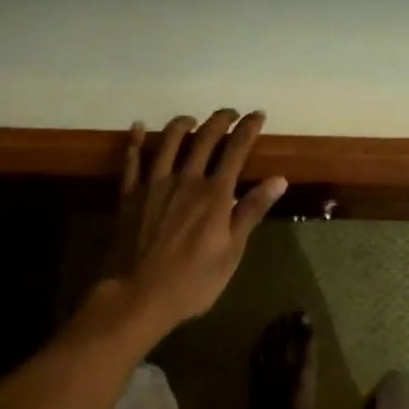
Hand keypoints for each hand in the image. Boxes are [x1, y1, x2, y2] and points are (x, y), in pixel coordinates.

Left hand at [99, 110, 287, 339]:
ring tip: (191, 118)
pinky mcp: (130, 195)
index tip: (257, 115)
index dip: (247, 130)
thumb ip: (251, 211)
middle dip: (219, 121)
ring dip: (182, 124)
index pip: (235, 151)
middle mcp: (186, 179)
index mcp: (214, 194)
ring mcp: (154, 184)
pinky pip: (132, 161)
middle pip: (204, 139)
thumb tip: (278, 179)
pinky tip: (139, 127)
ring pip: (169, 142)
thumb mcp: (232, 251)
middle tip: (229, 112)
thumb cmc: (193, 281)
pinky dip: (135, 141)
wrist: (138, 295)